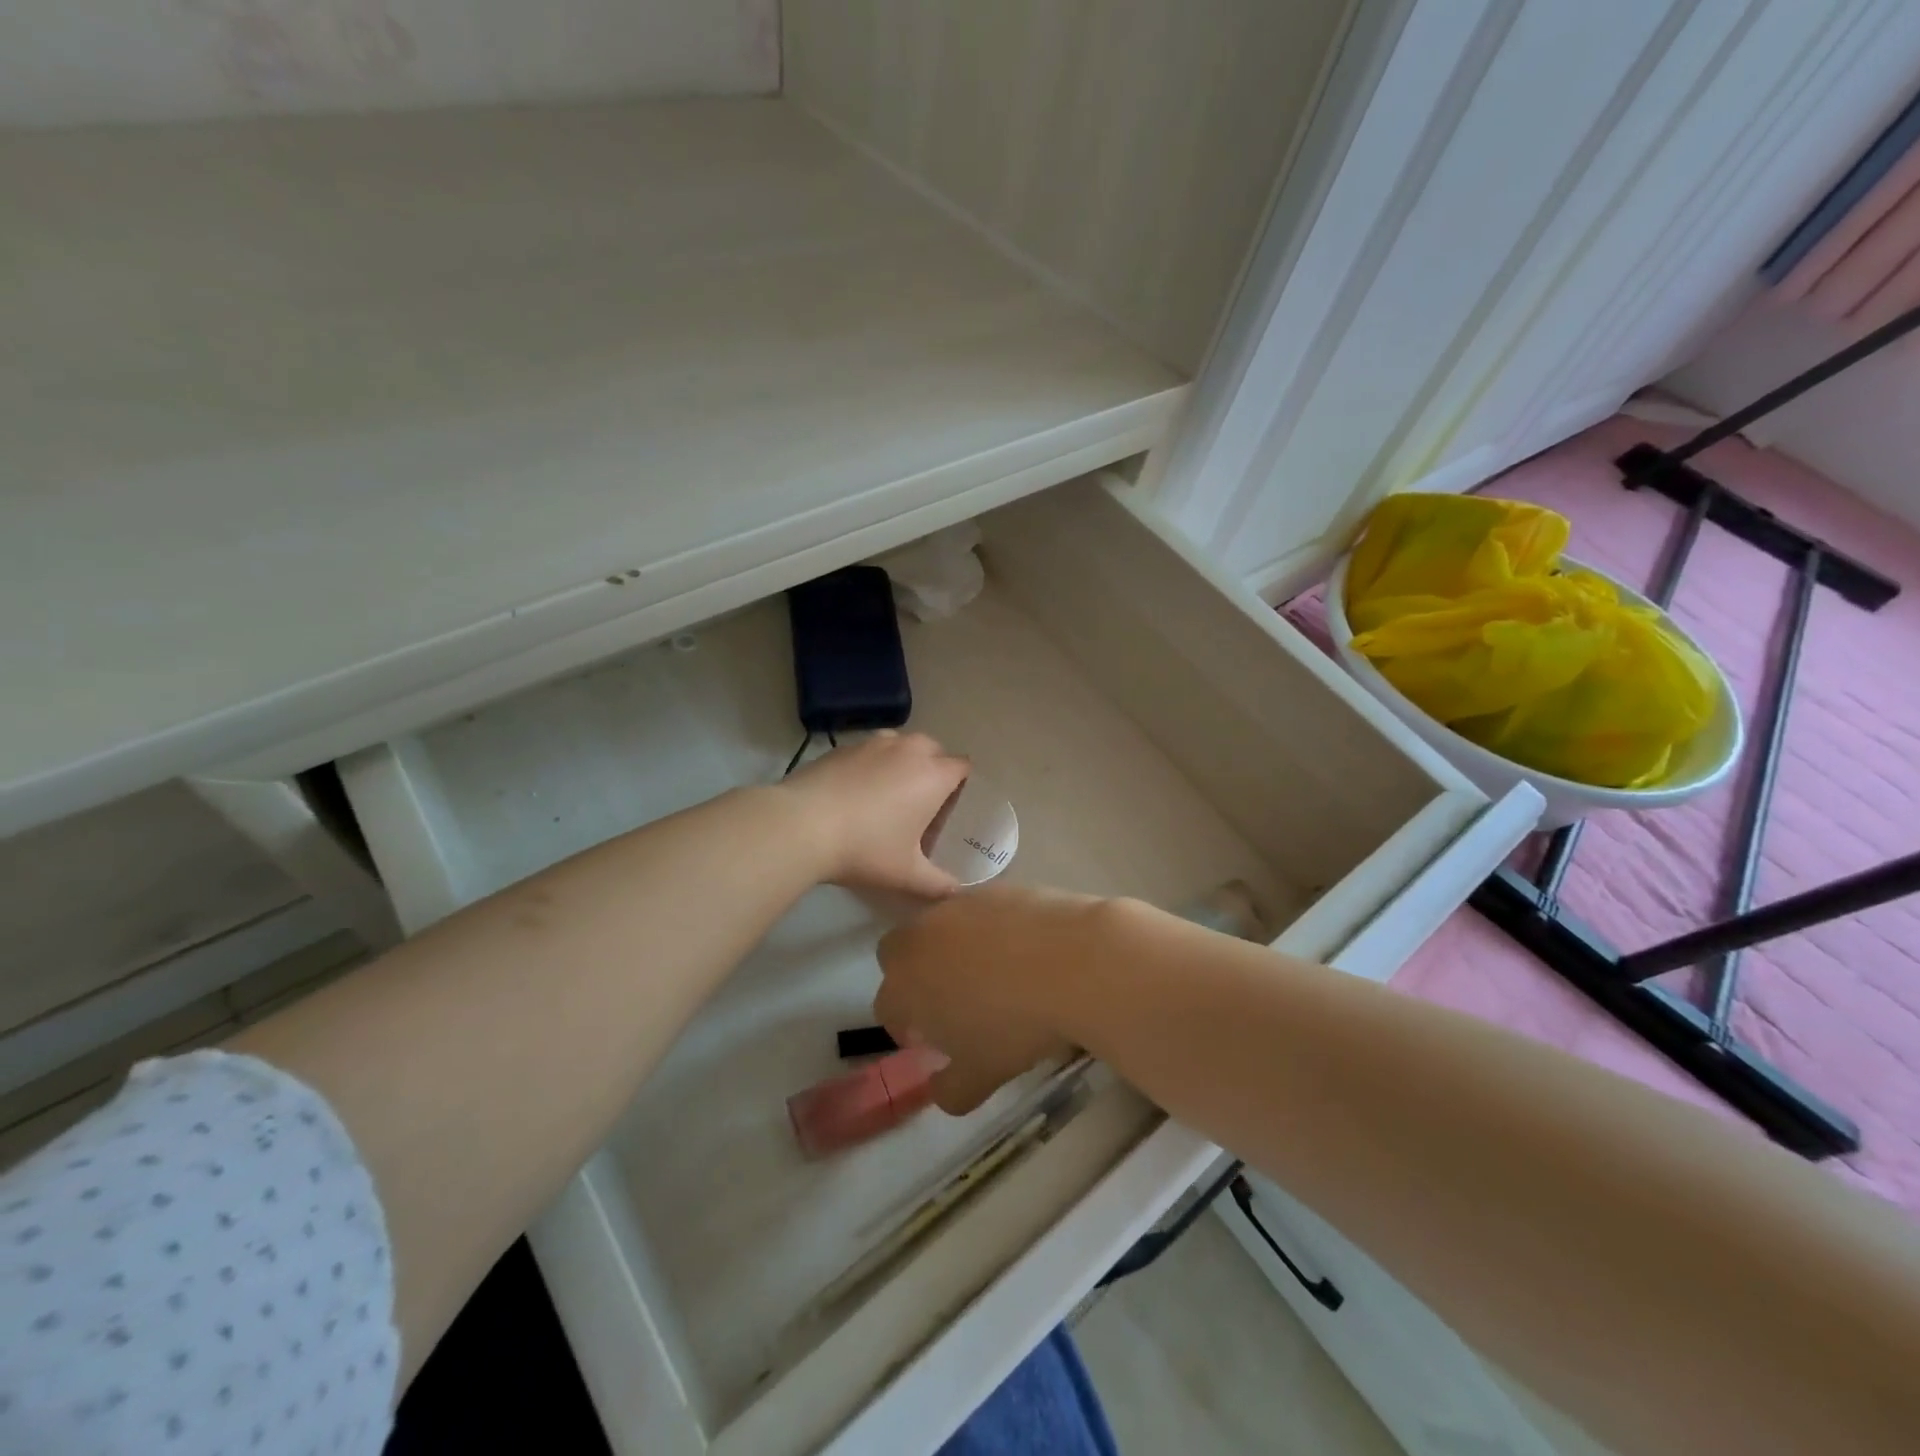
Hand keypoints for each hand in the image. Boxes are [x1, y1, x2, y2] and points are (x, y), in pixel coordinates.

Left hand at [780, 731, 971, 897]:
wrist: (801, 825)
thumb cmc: (865, 848)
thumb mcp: (906, 874)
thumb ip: (937, 883)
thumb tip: (956, 892)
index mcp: (933, 776)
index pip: (962, 767)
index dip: (960, 785)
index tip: (948, 809)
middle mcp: (908, 750)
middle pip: (933, 750)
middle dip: (932, 770)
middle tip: (920, 804)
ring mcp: (873, 744)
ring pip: (900, 745)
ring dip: (902, 762)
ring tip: (887, 794)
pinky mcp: (843, 747)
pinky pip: (869, 750)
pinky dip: (871, 764)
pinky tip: (855, 793)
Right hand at [875, 884, 1110, 1113]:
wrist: (1072, 962)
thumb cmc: (1015, 1025)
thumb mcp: (981, 1076)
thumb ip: (950, 1089)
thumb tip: (939, 1088)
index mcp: (904, 984)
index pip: (888, 1007)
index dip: (907, 1027)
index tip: (936, 1041)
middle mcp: (920, 936)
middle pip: (898, 954)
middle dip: (914, 975)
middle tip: (952, 1000)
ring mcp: (957, 906)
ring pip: (938, 928)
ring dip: (951, 949)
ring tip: (993, 974)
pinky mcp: (993, 888)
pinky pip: (977, 912)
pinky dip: (989, 929)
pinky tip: (1022, 950)